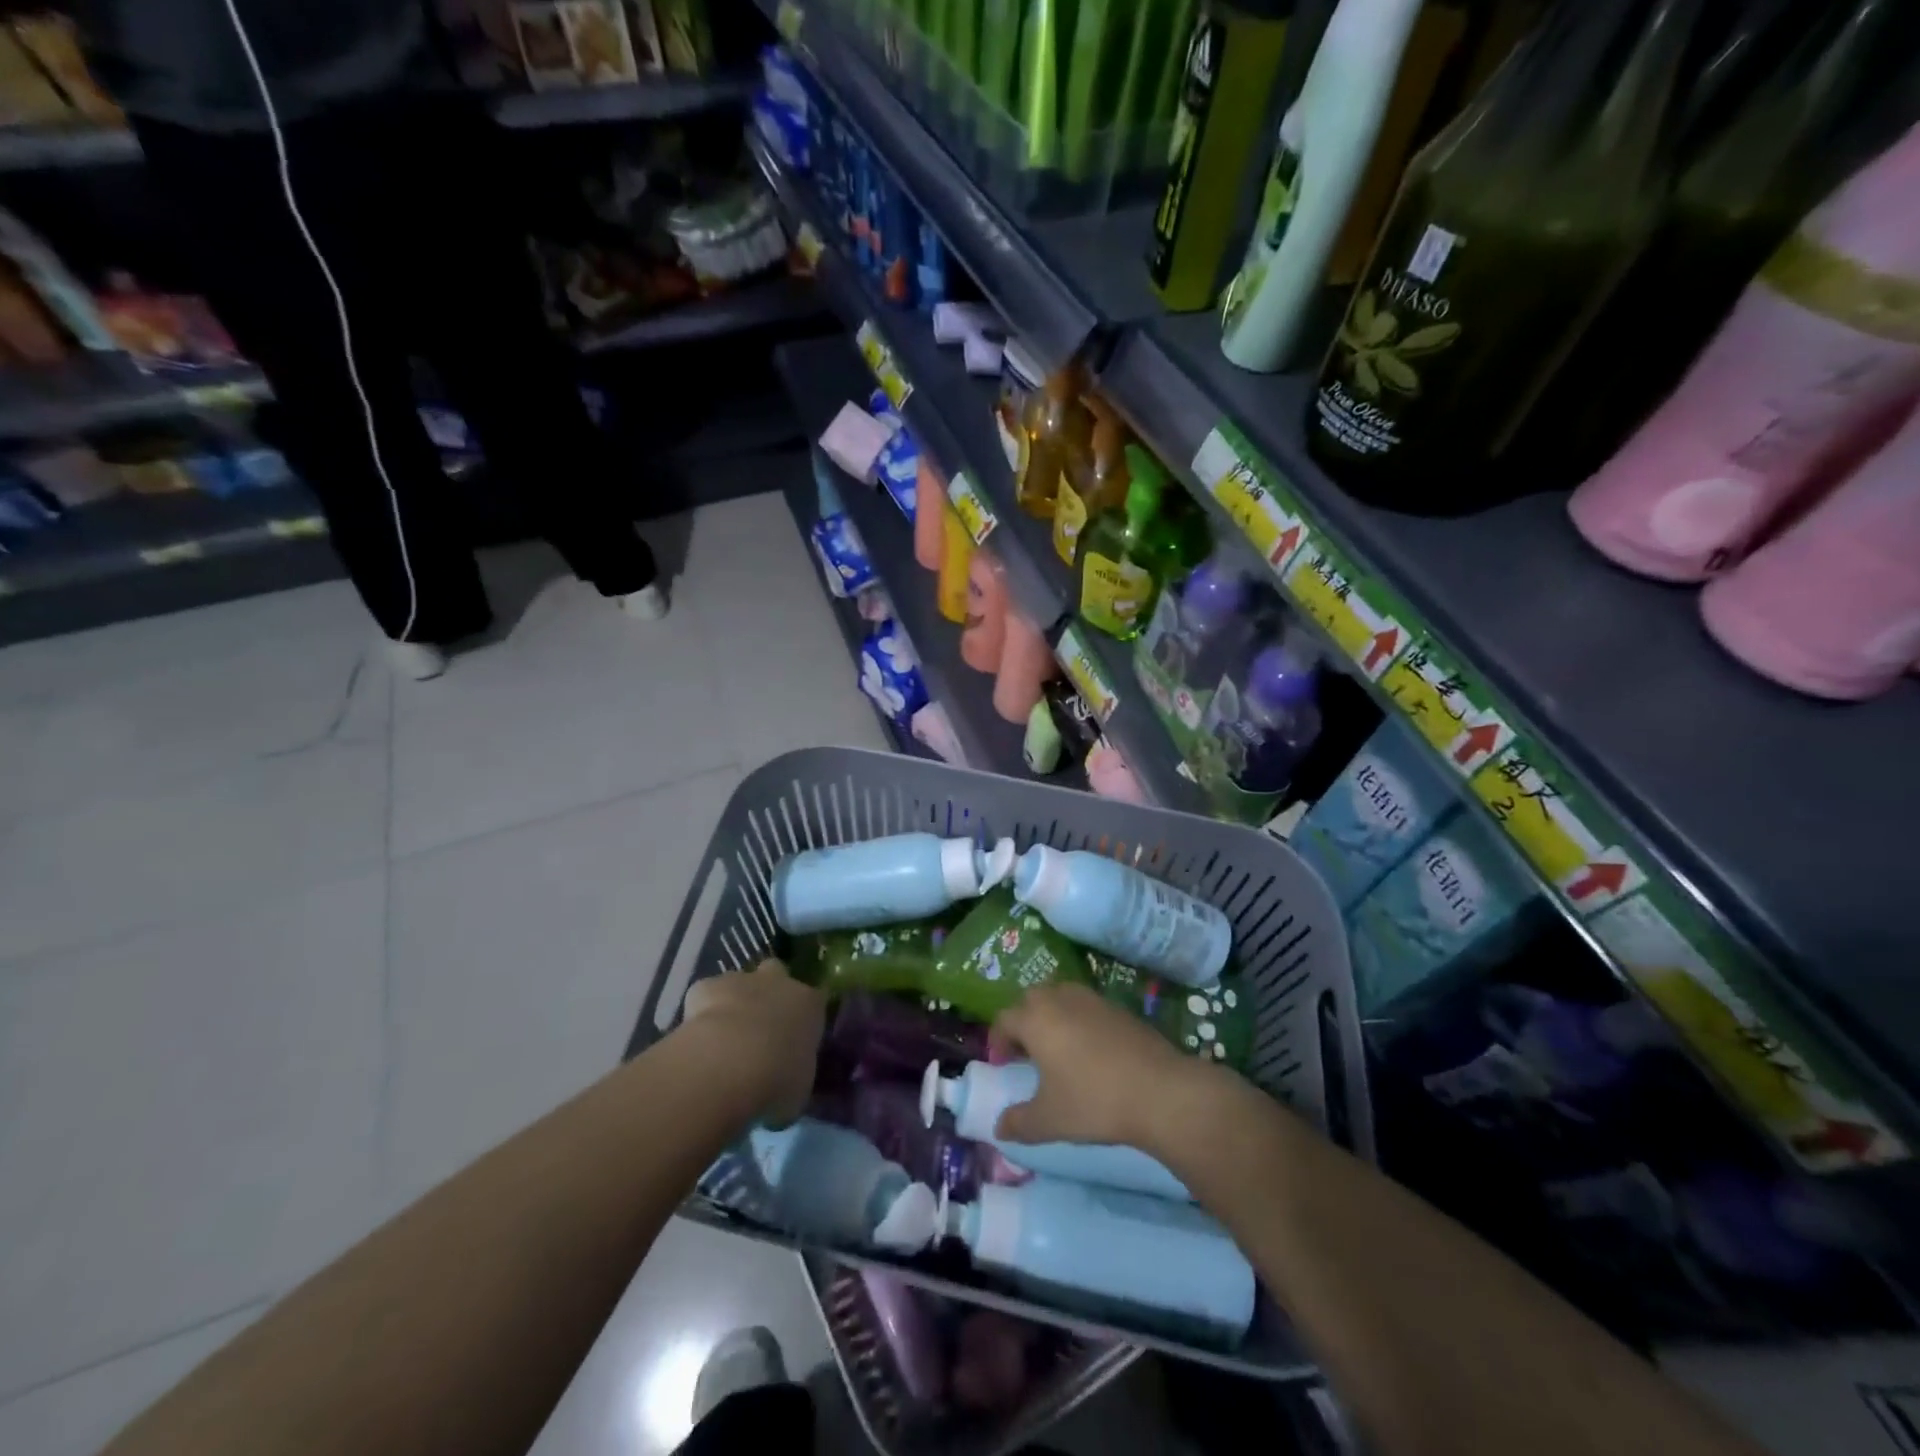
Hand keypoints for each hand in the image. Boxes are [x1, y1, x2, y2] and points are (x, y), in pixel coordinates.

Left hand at [682, 959, 824, 1125]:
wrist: (729, 1065)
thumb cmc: (777, 1081)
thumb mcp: (799, 1088)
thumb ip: (794, 1073)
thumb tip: (785, 1080)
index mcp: (810, 1005)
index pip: (814, 1002)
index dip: (802, 1018)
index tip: (793, 1039)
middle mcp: (779, 983)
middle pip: (777, 974)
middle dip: (768, 993)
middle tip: (759, 1027)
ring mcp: (741, 980)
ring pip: (739, 983)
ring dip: (734, 1003)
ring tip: (722, 1040)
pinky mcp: (706, 987)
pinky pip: (705, 996)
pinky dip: (701, 1013)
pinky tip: (696, 1040)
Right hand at [990, 983, 1205, 1150]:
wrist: (1160, 1091)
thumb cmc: (1094, 1102)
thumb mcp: (1050, 1120)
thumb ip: (1019, 1123)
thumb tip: (999, 1128)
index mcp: (1036, 1019)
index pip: (1004, 1019)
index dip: (997, 1040)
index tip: (1002, 1064)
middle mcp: (1060, 999)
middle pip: (1031, 999)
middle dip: (1023, 1021)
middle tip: (1027, 1052)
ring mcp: (1092, 999)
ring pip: (1060, 996)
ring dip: (1051, 1015)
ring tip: (1057, 1047)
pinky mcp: (1118, 1007)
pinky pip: (1086, 1005)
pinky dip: (1078, 1020)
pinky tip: (1089, 1050)